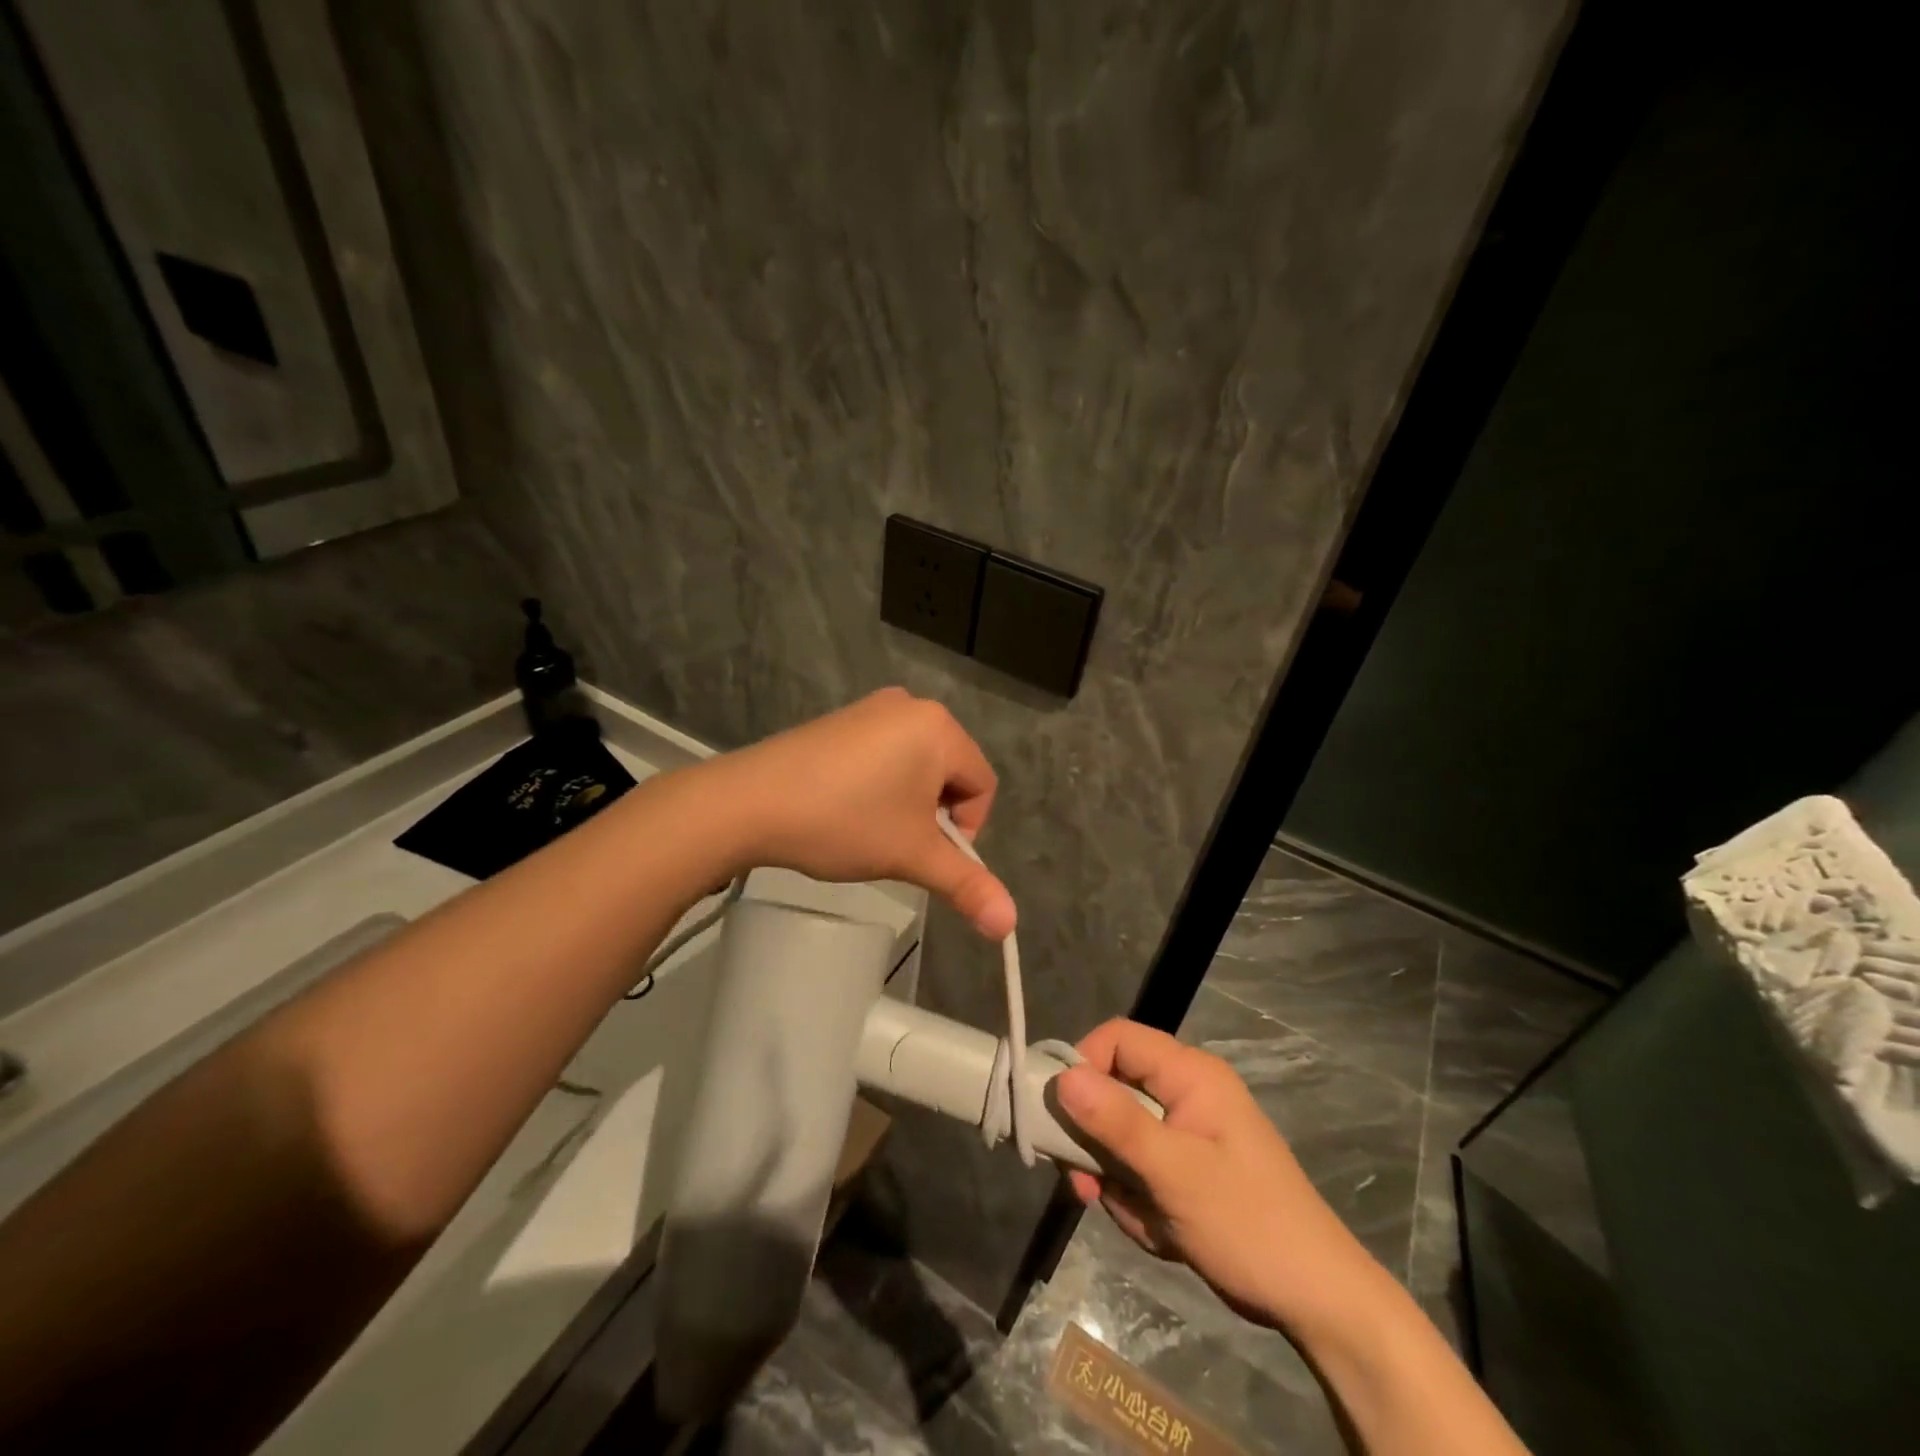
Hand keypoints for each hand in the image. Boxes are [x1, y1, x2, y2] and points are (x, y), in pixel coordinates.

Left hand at [702, 687, 1015, 938]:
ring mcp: (871, 709)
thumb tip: (1009, 925)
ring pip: (915, 767)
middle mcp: (911, 706)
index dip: (965, 830)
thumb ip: (966, 886)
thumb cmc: (844, 822)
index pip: (982, 785)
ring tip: (870, 829)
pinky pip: (883, 755)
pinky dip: (879, 786)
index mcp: (939, 727)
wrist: (749, 803)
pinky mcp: (841, 721)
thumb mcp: (911, 855)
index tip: (926, 854)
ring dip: (906, 804)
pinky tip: (847, 808)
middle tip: (897, 843)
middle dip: (933, 815)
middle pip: (950, 773)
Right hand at [1055, 1019, 1383, 1333]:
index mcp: (1190, 1075)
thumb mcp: (1176, 1173)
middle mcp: (1185, 1092)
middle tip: (1087, 1186)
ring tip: (1141, 1219)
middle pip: (1112, 1090)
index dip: (1083, 1064)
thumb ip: (1117, 1122)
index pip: (1118, 1038)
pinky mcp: (1185, 1167)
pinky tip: (1161, 1233)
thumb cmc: (1249, 1225)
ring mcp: (1185, 1132)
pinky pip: (1137, 1168)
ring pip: (1119, 1136)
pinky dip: (1137, 1200)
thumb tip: (1062, 1076)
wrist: (1317, 1301)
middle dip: (1096, 1142)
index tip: (1061, 1113)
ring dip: (1117, 1180)